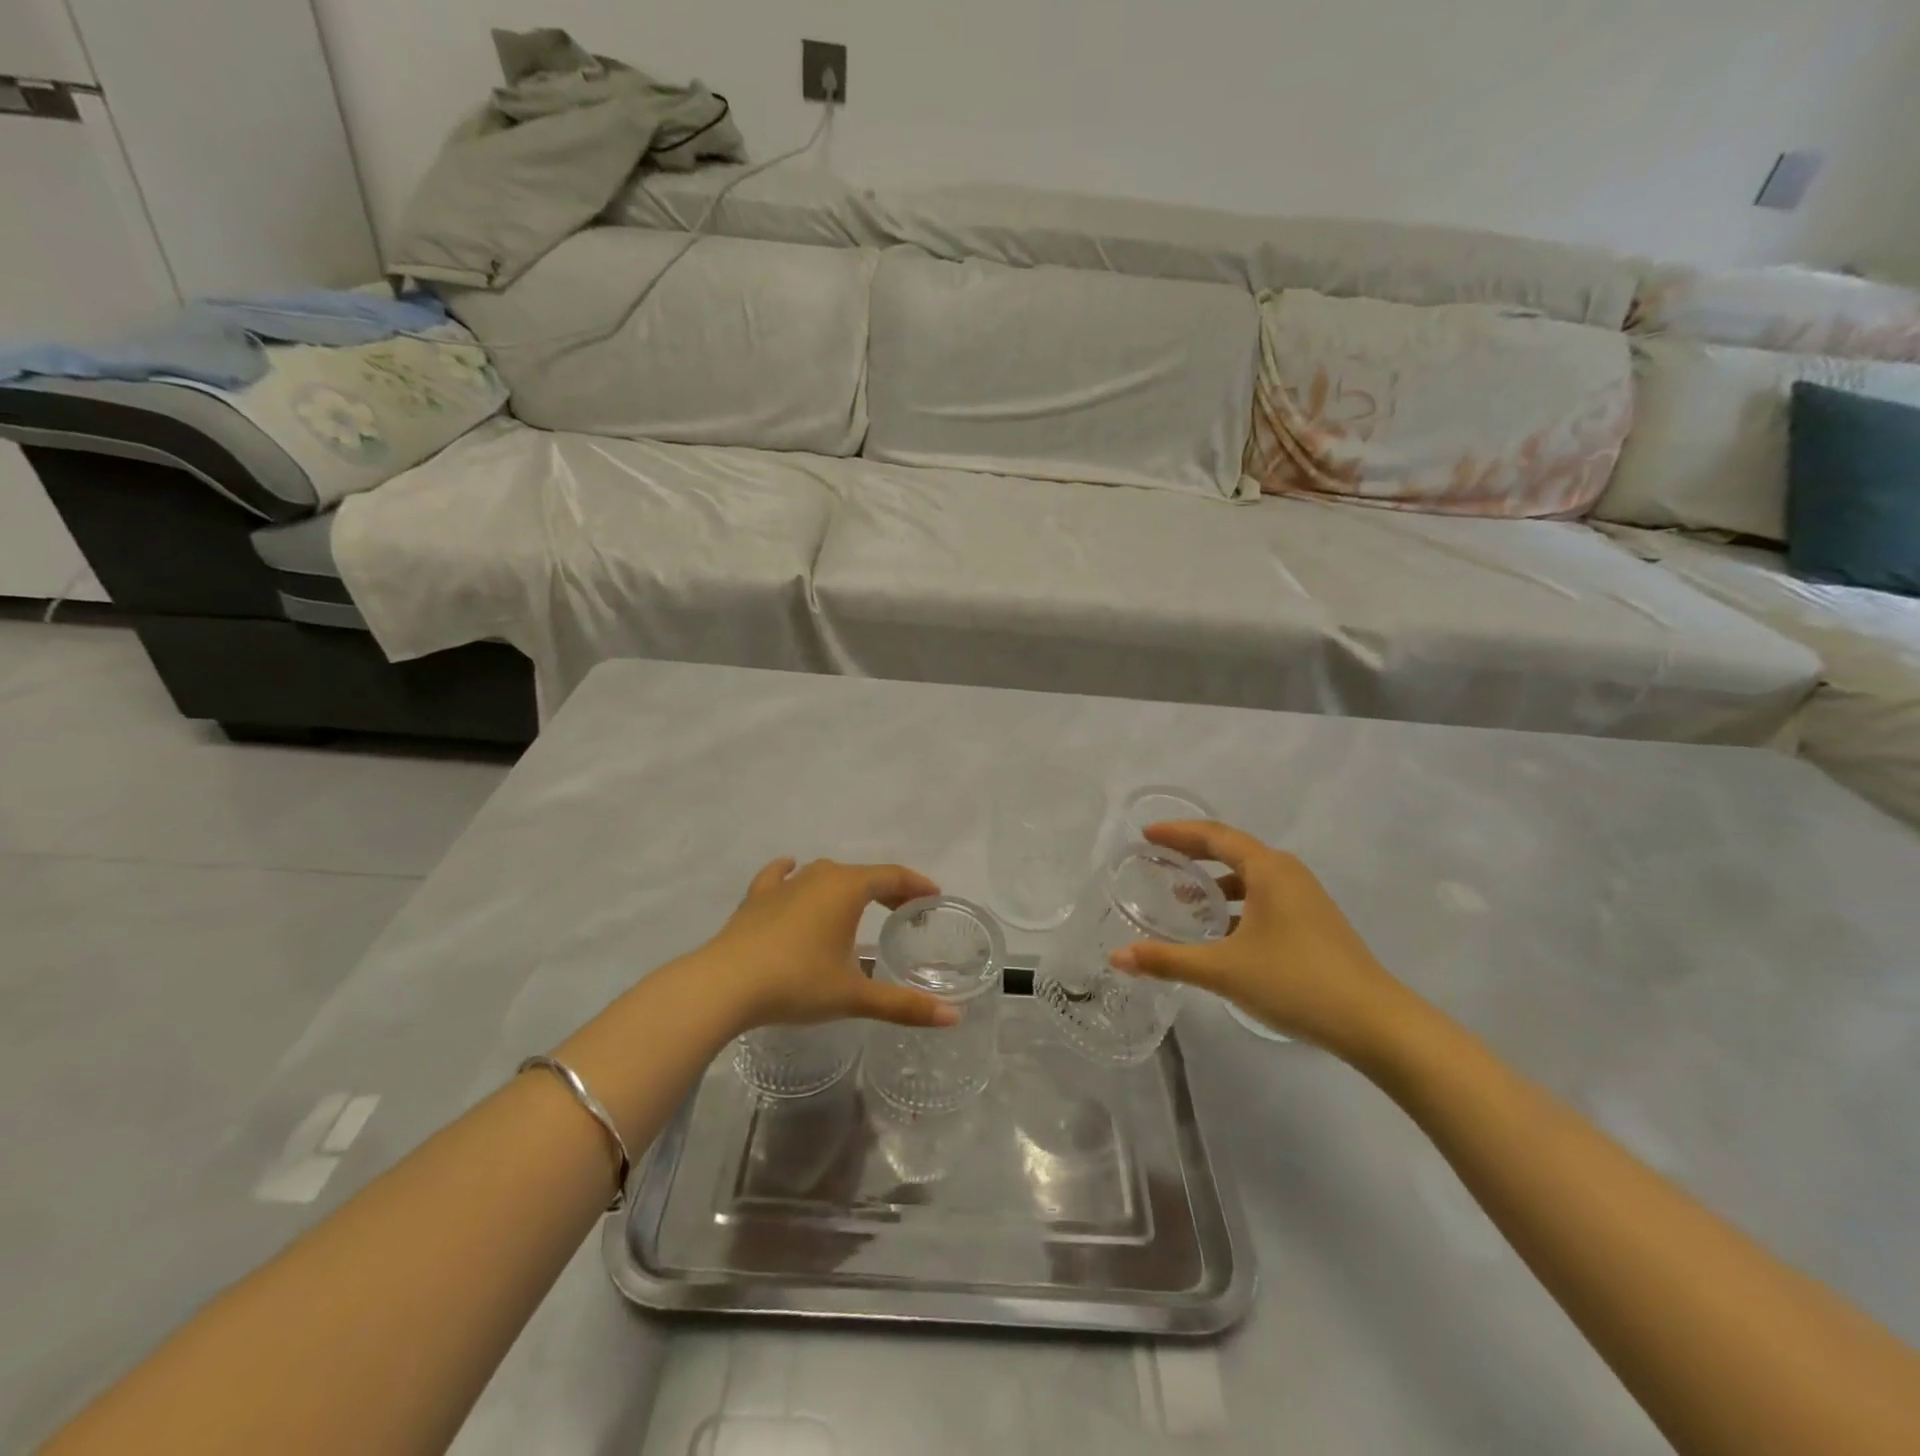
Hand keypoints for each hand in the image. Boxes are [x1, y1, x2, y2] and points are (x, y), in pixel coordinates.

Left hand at [690, 858, 959, 1032]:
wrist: (725, 984)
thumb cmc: (797, 983)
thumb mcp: (854, 997)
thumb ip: (904, 1006)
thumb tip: (953, 1017)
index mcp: (847, 889)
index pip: (893, 877)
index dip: (916, 885)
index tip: (933, 897)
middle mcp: (819, 876)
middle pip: (862, 875)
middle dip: (887, 890)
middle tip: (903, 911)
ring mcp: (784, 884)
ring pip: (824, 874)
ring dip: (847, 886)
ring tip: (858, 904)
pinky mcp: (756, 897)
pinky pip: (780, 876)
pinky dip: (791, 873)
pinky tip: (790, 870)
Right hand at [1110, 822, 1414, 1056]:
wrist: (1374, 1022)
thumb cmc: (1295, 981)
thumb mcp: (1223, 970)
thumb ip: (1168, 960)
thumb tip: (1117, 958)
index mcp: (1268, 869)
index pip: (1214, 836)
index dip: (1178, 832)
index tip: (1146, 834)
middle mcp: (1287, 873)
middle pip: (1232, 850)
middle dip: (1193, 853)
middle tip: (1157, 858)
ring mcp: (1305, 898)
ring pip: (1250, 877)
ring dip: (1215, 882)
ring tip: (1182, 900)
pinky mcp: (1313, 923)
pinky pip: (1264, 898)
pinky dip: (1236, 904)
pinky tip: (1220, 932)